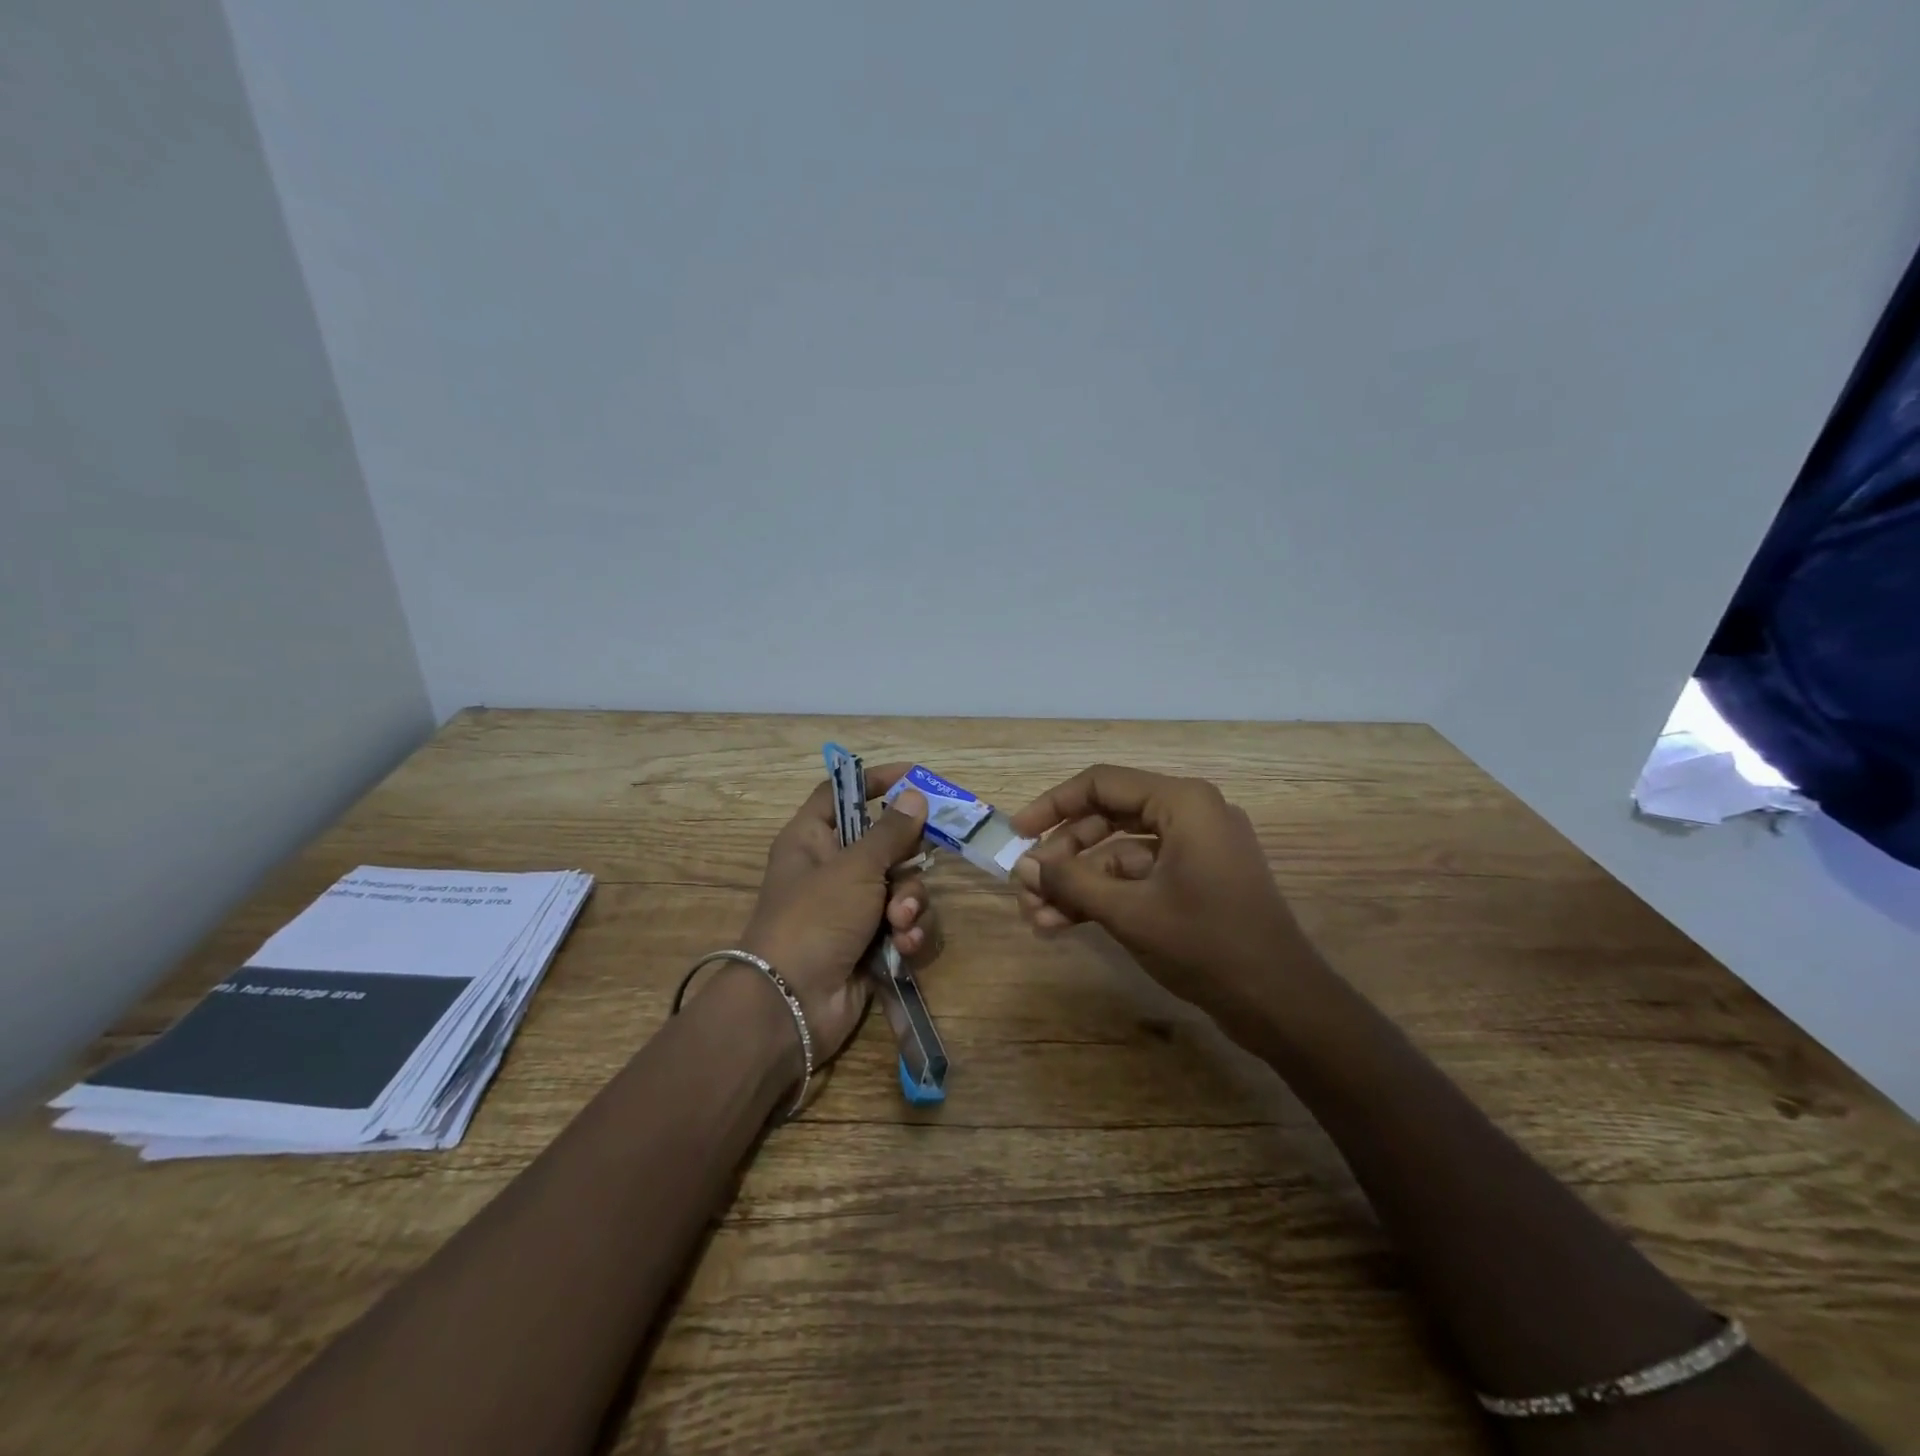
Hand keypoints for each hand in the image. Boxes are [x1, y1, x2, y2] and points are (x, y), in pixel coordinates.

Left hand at [732, 766, 933, 1061]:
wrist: (791, 1004)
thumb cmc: (814, 919)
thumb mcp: (854, 868)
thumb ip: (891, 833)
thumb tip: (916, 796)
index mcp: (812, 839)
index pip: (841, 793)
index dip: (874, 781)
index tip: (914, 777)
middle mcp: (833, 870)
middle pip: (885, 844)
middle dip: (907, 861)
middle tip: (919, 863)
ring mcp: (853, 910)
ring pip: (904, 887)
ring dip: (911, 904)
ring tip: (900, 923)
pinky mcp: (872, 944)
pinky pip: (906, 925)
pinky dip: (910, 935)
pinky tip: (905, 948)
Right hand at [1007, 765, 1326, 1041]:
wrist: (1282, 1005)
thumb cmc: (1206, 944)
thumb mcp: (1129, 911)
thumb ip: (1071, 882)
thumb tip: (1023, 866)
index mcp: (1182, 802)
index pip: (1101, 785)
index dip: (1053, 806)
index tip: (1017, 834)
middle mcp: (1189, 814)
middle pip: (1107, 818)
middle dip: (1064, 855)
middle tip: (1026, 886)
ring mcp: (1195, 850)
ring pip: (1119, 854)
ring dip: (1079, 884)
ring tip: (1036, 917)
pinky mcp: (1196, 881)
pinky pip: (1140, 877)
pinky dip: (1105, 897)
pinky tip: (1064, 925)